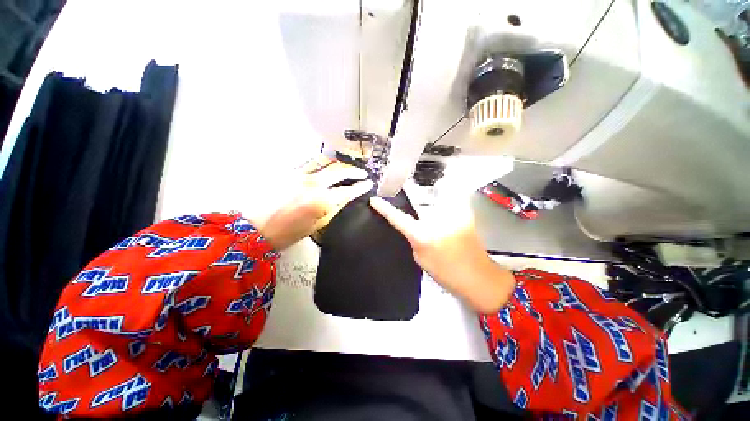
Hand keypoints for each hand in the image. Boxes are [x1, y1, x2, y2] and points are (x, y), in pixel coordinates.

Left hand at [259, 156, 373, 250]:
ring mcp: (300, 176)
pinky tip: (326, 170)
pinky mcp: (289, 173)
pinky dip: (323, 166)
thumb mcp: (317, 225)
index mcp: (321, 201)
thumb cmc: (288, 233)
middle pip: (339, 171)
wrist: (254, 228)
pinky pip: (311, 165)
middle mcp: (312, 184)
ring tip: (346, 169)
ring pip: (325, 163)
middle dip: (354, 171)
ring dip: (339, 165)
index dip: (360, 186)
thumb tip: (344, 197)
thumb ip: (333, 208)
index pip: (347, 190)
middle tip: (362, 173)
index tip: (368, 183)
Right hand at [369, 196, 515, 313]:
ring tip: (422, 192)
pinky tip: (439, 201)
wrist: (478, 277)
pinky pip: (449, 197)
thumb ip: (414, 237)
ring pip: (435, 193)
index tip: (374, 200)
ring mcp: (454, 214)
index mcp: (424, 236)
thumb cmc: (447, 273)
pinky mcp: (465, 212)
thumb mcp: (421, 258)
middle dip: (410, 190)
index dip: (385, 209)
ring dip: (427, 192)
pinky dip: (442, 195)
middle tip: (401, 186)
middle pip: (419, 197)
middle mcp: (438, 220)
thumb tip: (412, 223)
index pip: (399, 219)